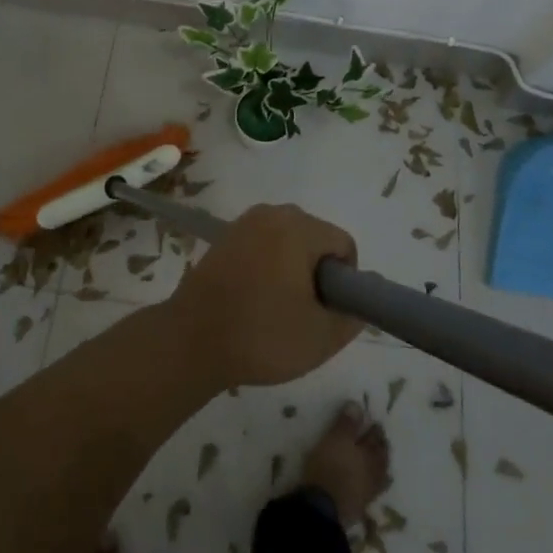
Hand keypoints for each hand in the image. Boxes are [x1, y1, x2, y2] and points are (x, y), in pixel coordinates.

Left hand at [165, 204, 361, 387]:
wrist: (191, 339)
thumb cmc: (262, 335)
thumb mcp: (321, 337)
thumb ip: (353, 316)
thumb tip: (361, 301)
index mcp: (298, 228)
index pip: (342, 243)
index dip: (346, 279)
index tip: (328, 309)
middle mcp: (272, 213)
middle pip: (315, 237)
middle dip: (317, 271)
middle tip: (304, 311)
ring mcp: (244, 222)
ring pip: (287, 240)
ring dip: (292, 268)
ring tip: (278, 307)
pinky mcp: (225, 236)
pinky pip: (262, 244)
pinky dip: (267, 265)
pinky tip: (254, 298)